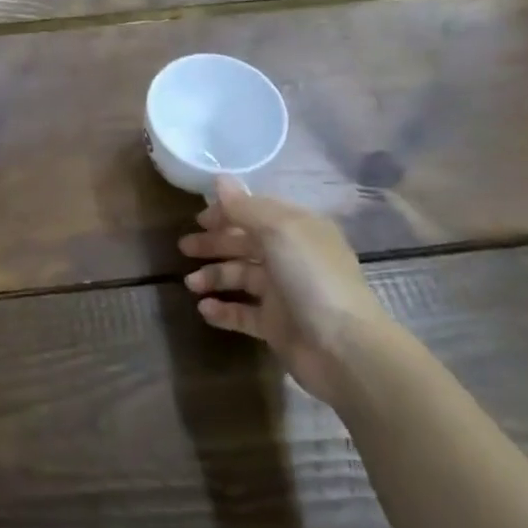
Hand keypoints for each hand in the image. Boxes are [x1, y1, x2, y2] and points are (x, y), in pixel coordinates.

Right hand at [179, 175, 385, 404]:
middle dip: (214, 244)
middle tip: (184, 248)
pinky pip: (243, 312)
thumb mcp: (278, 231)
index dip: (227, 213)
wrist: (343, 347)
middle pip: (245, 244)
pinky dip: (223, 310)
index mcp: (297, 229)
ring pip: (241, 277)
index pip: (256, 212)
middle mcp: (291, 257)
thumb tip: (220, 180)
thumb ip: (245, 207)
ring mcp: (284, 293)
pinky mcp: (276, 325)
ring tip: (191, 284)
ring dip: (214, 277)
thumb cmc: (311, 278)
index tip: (198, 219)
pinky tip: (204, 309)